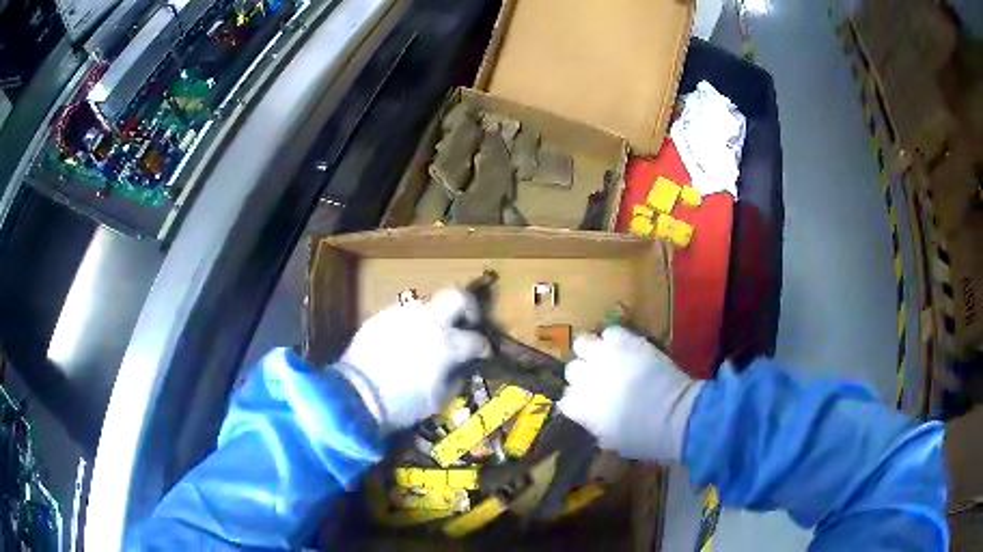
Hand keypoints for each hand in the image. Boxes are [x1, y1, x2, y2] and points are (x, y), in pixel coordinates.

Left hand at [341, 289, 489, 429]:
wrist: (355, 396)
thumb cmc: (401, 404)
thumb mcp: (437, 399)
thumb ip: (455, 378)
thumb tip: (461, 367)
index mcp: (447, 344)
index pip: (476, 340)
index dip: (484, 347)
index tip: (483, 354)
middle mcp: (428, 321)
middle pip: (458, 297)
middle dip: (469, 308)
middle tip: (467, 323)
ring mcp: (402, 315)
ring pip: (428, 302)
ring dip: (436, 316)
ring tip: (432, 334)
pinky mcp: (380, 317)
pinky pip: (403, 313)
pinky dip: (411, 323)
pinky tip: (405, 340)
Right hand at [558, 327, 703, 462]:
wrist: (674, 415)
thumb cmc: (644, 438)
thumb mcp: (612, 441)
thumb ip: (596, 426)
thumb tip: (593, 419)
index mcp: (580, 408)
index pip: (565, 400)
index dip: (577, 402)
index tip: (589, 406)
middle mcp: (585, 379)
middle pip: (571, 370)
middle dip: (583, 374)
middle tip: (599, 380)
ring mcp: (604, 357)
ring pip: (582, 343)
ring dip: (592, 351)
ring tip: (606, 357)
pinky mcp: (625, 341)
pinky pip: (610, 332)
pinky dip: (615, 339)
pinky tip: (624, 347)